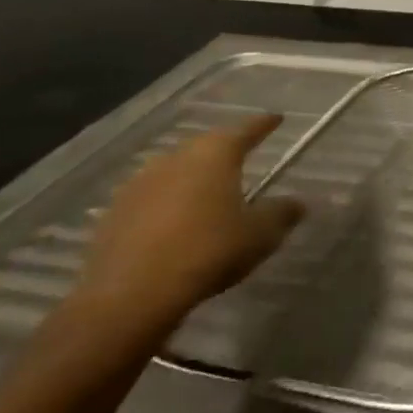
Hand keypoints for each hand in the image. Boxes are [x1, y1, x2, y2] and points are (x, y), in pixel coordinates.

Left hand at [66, 113, 305, 344]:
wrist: (131, 294)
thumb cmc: (208, 251)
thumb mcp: (260, 234)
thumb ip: (281, 213)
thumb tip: (297, 203)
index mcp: (214, 155)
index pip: (245, 130)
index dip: (263, 124)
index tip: (276, 118)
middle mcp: (175, 159)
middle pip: (206, 145)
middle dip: (225, 148)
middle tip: (243, 154)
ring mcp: (139, 184)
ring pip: (175, 169)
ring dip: (193, 175)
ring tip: (209, 189)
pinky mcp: (115, 213)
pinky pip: (151, 197)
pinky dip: (168, 202)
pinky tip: (175, 221)